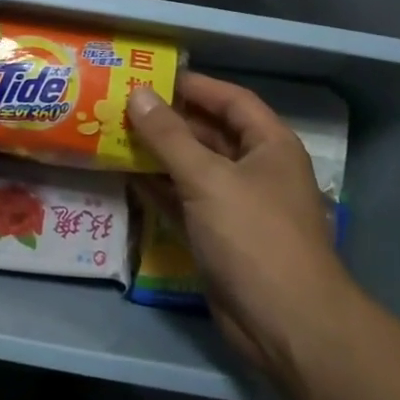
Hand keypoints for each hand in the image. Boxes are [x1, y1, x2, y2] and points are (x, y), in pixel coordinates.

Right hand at [128, 74, 352, 378]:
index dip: (196, 86)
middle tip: (122, 105)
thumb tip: (138, 94)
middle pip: (209, 134)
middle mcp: (255, 171)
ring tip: (114, 135)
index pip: (232, 101)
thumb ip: (170, 136)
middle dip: (169, 121)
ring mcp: (236, 206)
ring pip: (192, 170)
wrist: (285, 323)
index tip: (153, 76)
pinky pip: (183, 202)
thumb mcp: (208, 179)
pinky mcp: (217, 237)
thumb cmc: (254, 236)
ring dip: (158, 155)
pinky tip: (126, 177)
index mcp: (269, 146)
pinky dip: (158, 190)